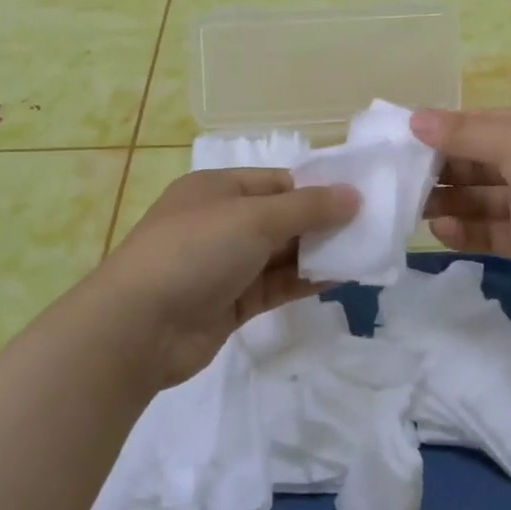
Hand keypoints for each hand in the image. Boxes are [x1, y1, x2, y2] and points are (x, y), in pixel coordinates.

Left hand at [92, 168, 357, 389]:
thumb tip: (354, 195)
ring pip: (281, 254)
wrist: (139, 327)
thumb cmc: (195, 251)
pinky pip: (276, 285)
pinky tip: (342, 278)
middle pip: (282, 217)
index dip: (317, 189)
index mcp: (218, 188)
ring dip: (319, 253)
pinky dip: (305, 281)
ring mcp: (225, 265)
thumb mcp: (253, 218)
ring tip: (366, 252)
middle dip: (323, 223)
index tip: (359, 198)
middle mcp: (221, 222)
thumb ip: (307, 208)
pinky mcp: (231, 303)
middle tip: (372, 228)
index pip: (278, 182)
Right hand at [413, 105, 510, 300]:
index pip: (478, 126)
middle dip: (438, 169)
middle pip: (474, 163)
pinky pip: (490, 232)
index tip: (399, 141)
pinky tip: (441, 230)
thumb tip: (412, 119)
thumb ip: (463, 135)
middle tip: (395, 179)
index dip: (441, 132)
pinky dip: (465, 231)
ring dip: (447, 201)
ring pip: (479, 199)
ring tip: (411, 208)